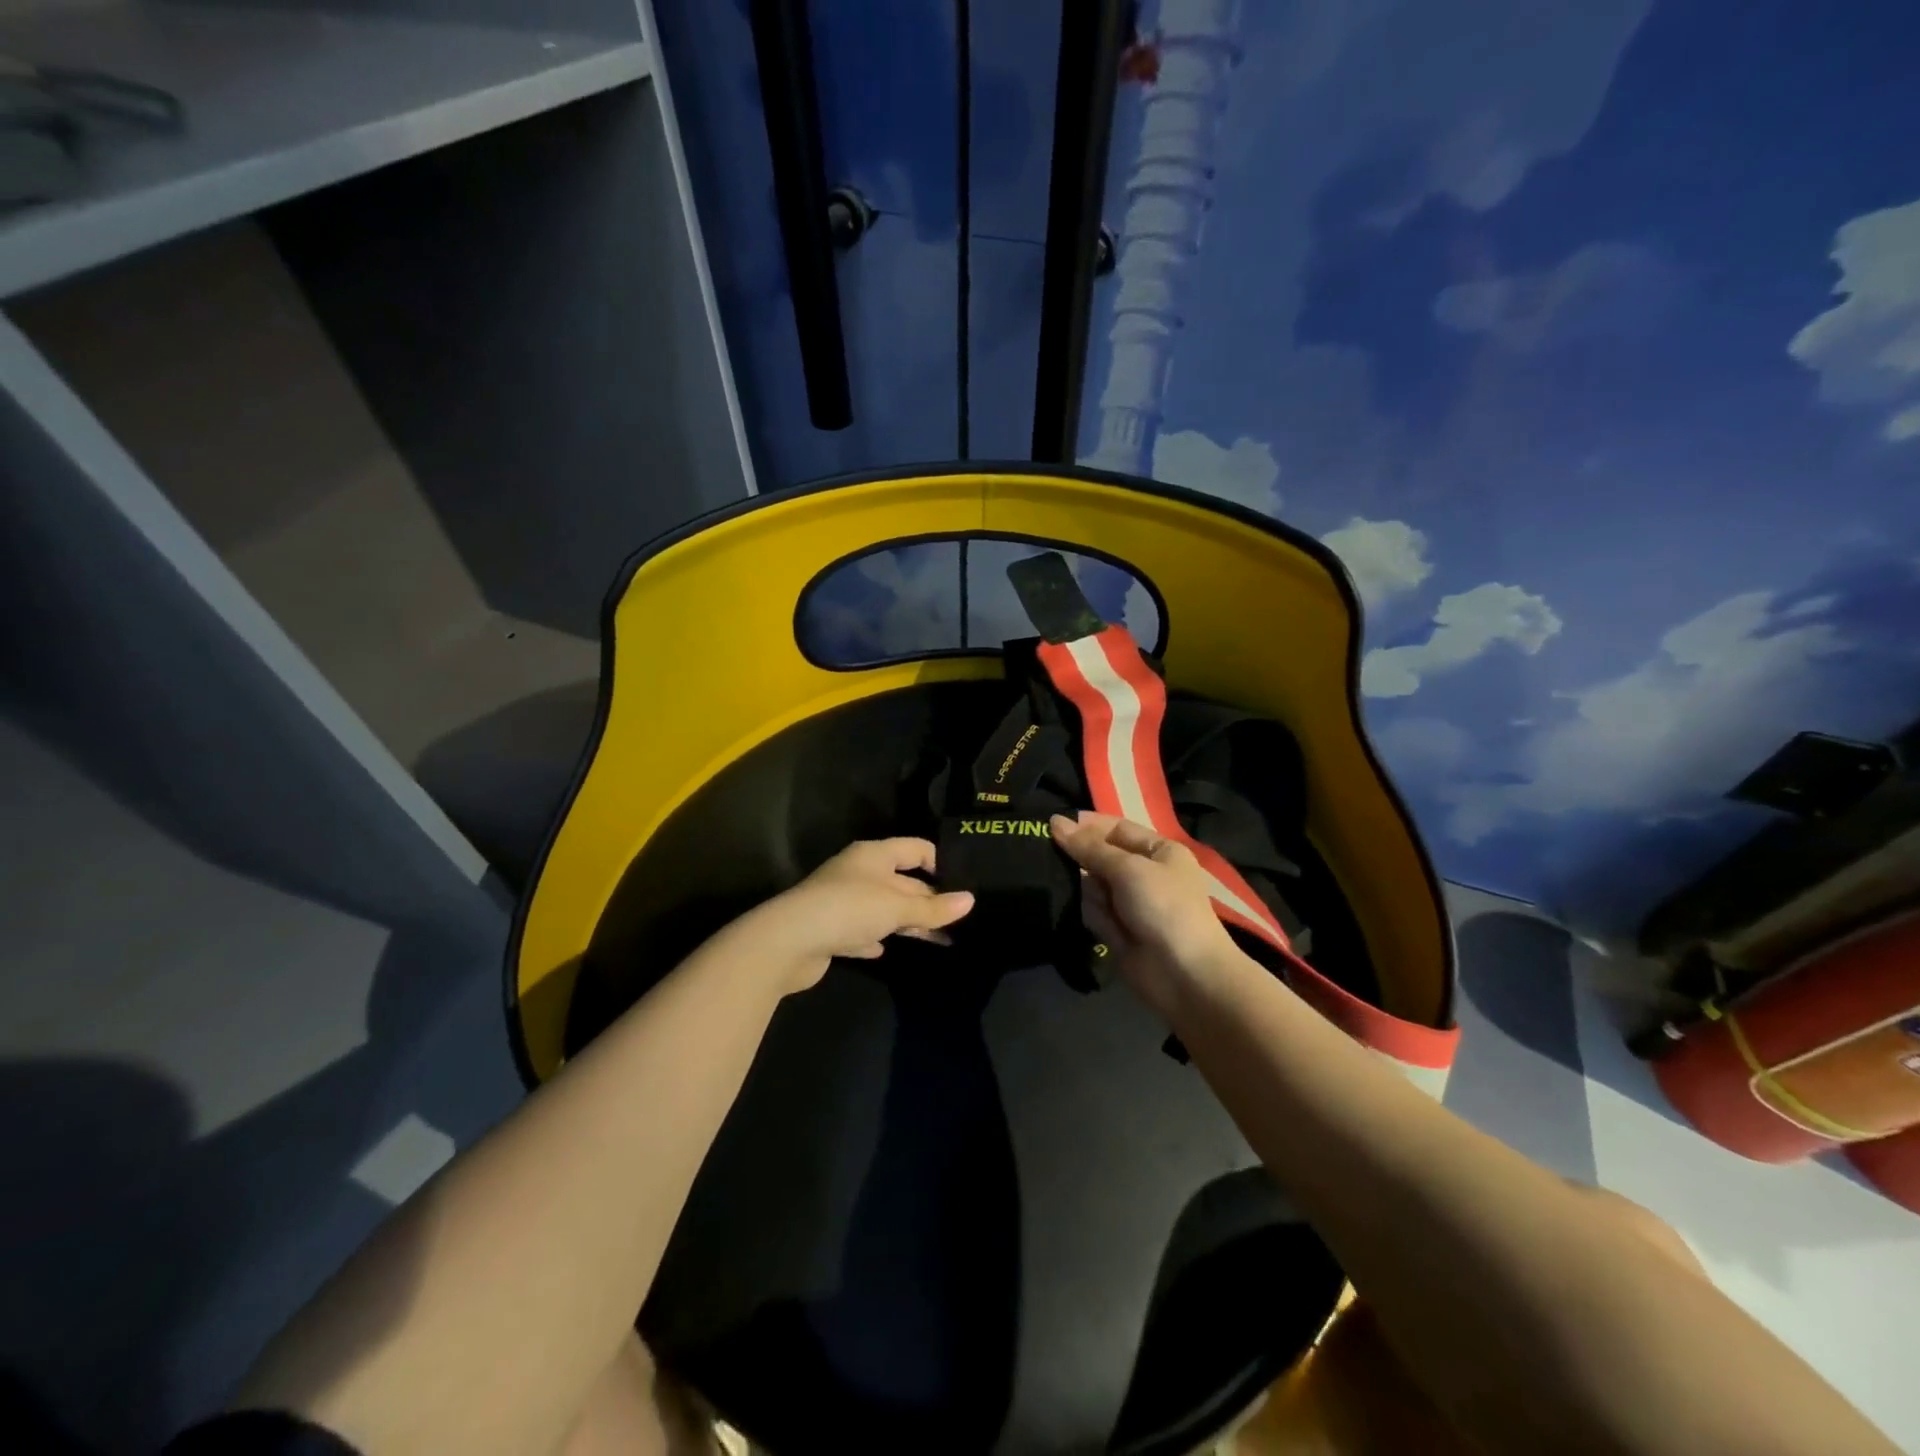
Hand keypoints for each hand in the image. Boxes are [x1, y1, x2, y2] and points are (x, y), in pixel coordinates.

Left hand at [738, 838, 974, 994]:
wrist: (788, 942)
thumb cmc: (849, 910)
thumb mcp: (897, 907)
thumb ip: (933, 906)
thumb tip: (970, 900)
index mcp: (874, 855)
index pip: (916, 848)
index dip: (940, 862)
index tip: (962, 884)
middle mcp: (859, 873)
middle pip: (902, 881)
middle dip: (929, 900)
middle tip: (961, 920)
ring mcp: (842, 901)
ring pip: (885, 909)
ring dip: (909, 922)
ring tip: (941, 940)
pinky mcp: (830, 930)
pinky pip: (861, 931)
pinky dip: (875, 938)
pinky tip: (885, 950)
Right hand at [1050, 812, 1239, 1017]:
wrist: (1184, 974)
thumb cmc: (1163, 907)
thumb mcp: (1127, 868)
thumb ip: (1089, 847)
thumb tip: (1055, 821)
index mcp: (1160, 851)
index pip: (1117, 828)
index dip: (1087, 826)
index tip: (1052, 825)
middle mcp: (1146, 874)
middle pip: (1102, 857)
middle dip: (1082, 860)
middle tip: (1050, 856)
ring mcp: (1132, 904)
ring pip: (1094, 885)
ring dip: (1089, 892)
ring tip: (1096, 902)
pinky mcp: (1119, 930)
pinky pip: (1094, 912)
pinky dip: (1093, 915)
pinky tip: (1102, 924)